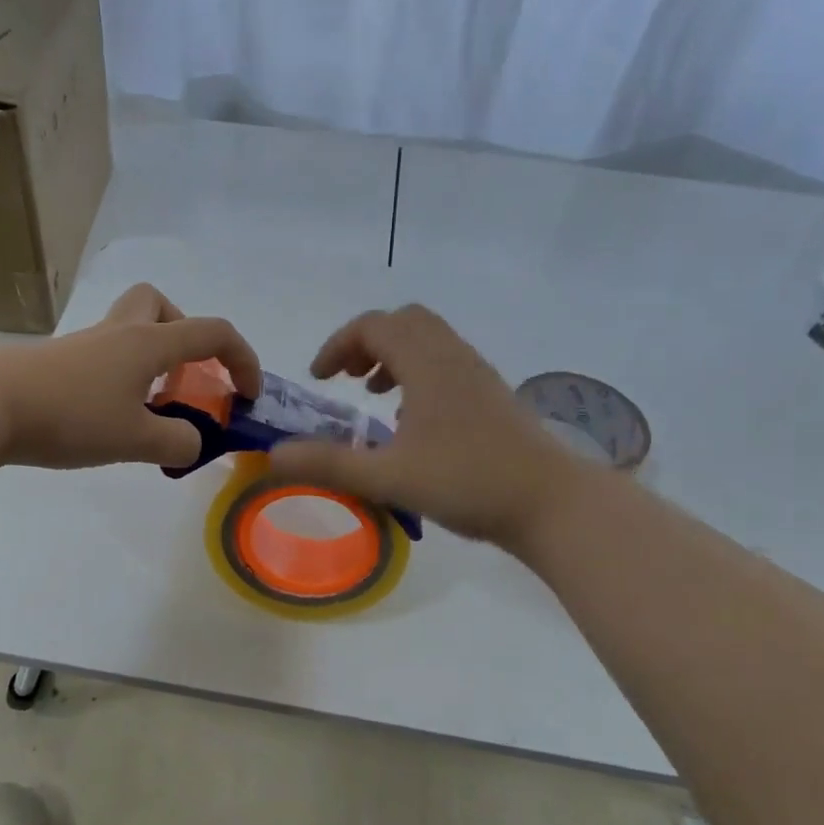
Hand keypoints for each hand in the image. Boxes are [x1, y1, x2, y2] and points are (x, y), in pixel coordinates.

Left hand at [0, 283, 261, 469]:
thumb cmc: (69, 416)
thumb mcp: (134, 440)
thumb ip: (176, 444)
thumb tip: (194, 443)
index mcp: (148, 343)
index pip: (212, 333)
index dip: (242, 359)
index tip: (248, 395)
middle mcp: (118, 333)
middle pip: (160, 305)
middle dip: (184, 336)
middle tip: (184, 377)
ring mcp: (84, 345)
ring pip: (129, 330)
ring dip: (152, 360)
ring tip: (150, 407)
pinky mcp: (58, 363)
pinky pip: (104, 357)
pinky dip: (122, 378)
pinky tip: (111, 417)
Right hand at [267, 304, 574, 548]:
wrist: (551, 502)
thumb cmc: (468, 482)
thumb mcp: (388, 476)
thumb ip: (328, 464)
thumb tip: (272, 456)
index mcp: (427, 364)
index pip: (374, 326)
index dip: (338, 345)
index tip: (318, 379)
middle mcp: (453, 357)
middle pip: (404, 322)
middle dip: (367, 342)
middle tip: (346, 379)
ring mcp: (479, 375)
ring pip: (429, 342)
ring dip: (394, 358)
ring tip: (375, 396)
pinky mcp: (493, 396)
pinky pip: (447, 364)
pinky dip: (419, 375)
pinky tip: (414, 423)